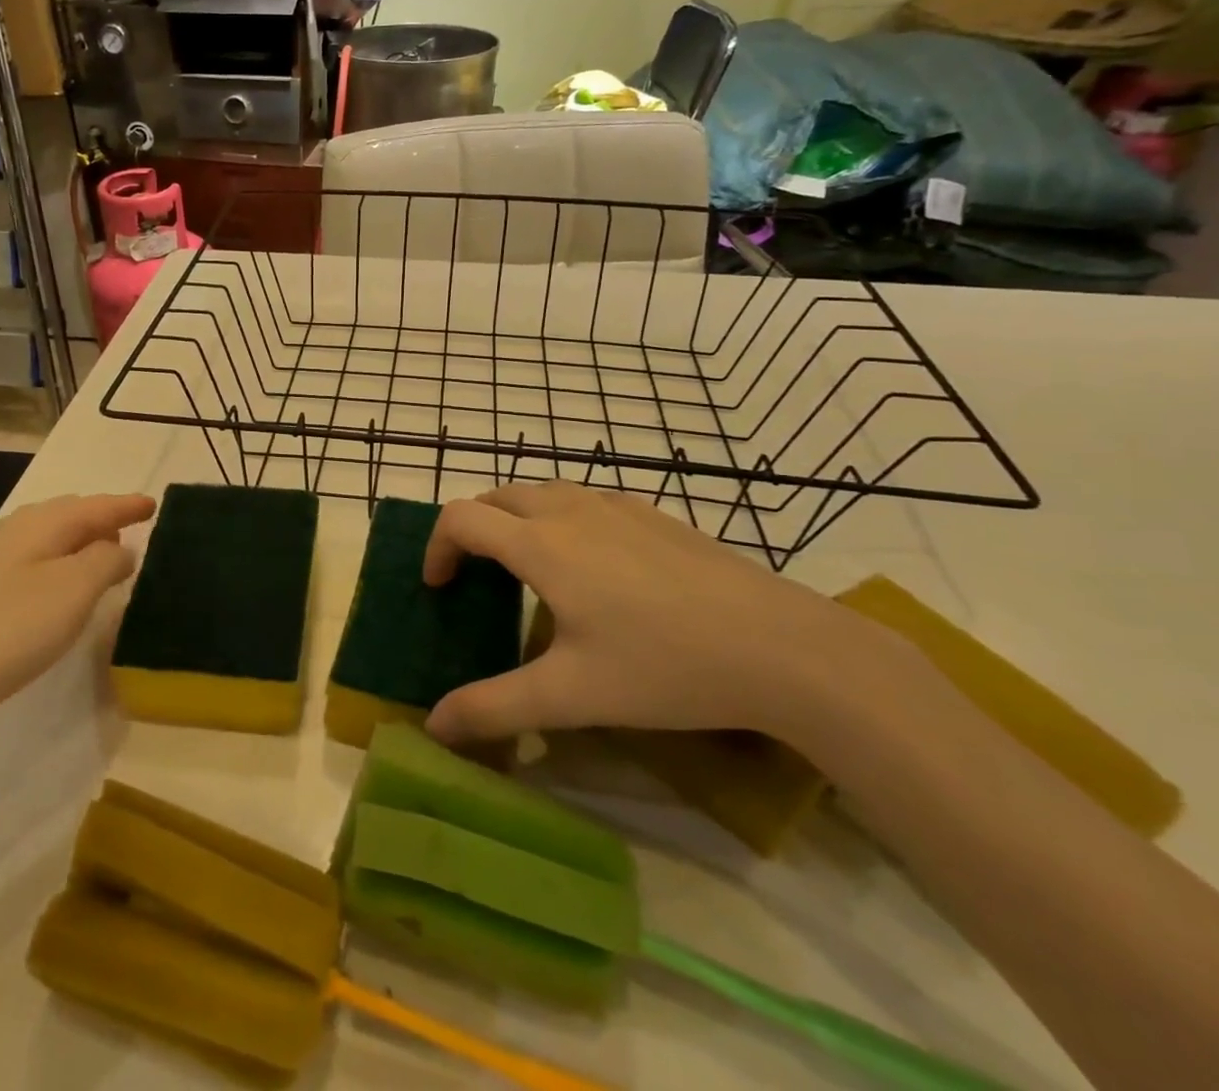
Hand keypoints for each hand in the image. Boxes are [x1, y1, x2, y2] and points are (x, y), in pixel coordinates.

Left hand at [0, 493, 155, 734]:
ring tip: (103, 557)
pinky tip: (58, 589)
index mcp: (42, 523)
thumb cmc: (9, 628)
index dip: (128, 505)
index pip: (97, 505)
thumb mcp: (74, 591)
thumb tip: (119, 548)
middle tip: (132, 528)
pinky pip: (32, 563)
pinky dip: (58, 565)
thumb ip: (106, 561)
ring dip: (80, 543)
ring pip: (49, 539)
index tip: (154, 505)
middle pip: (70, 515)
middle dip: (103, 519)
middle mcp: (14, 530)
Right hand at [422, 482, 893, 744]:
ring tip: (528, 572)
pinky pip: (584, 501)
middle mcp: (570, 509)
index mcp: (541, 544)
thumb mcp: (571, 697)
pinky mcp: (653, 513)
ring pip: (541, 492)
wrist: (784, 647)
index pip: (461, 518)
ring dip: (515, 521)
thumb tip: (434, 725)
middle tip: (476, 580)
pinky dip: (559, 520)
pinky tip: (594, 570)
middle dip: (472, 530)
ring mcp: (616, 505)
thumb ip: (494, 708)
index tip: (439, 588)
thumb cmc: (665, 667)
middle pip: (496, 496)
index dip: (437, 547)